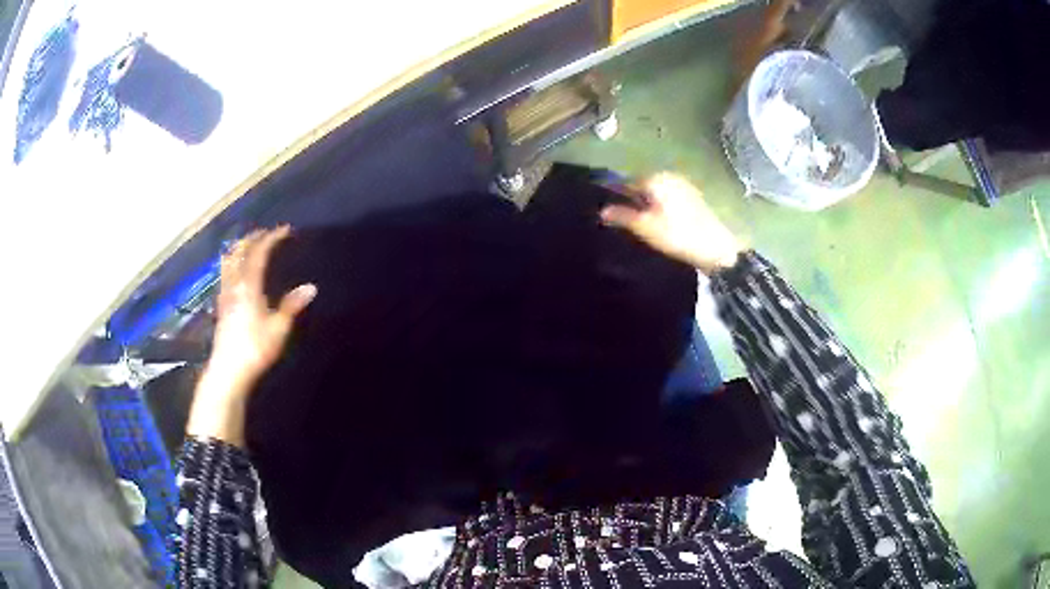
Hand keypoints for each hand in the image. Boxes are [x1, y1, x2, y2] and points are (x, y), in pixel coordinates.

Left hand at [187, 226, 315, 446]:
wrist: (228, 370)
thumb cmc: (255, 349)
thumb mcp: (278, 329)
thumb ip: (291, 306)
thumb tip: (311, 287)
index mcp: (249, 285)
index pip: (259, 253)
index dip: (272, 238)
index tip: (286, 230)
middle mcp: (234, 284)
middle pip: (240, 251)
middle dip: (254, 238)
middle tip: (267, 233)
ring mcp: (224, 294)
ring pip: (228, 261)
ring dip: (240, 248)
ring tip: (249, 244)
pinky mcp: (221, 305)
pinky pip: (225, 273)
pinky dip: (232, 262)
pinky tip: (236, 270)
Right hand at [600, 173, 742, 273]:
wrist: (716, 248)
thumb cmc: (678, 235)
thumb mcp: (645, 228)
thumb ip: (622, 216)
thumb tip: (600, 211)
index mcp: (655, 178)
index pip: (626, 183)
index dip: (617, 199)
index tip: (613, 217)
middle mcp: (669, 175)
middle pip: (642, 187)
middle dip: (634, 202)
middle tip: (631, 226)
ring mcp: (684, 185)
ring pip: (657, 193)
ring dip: (649, 207)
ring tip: (647, 228)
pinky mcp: (694, 197)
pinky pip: (670, 199)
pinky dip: (663, 208)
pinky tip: (665, 225)